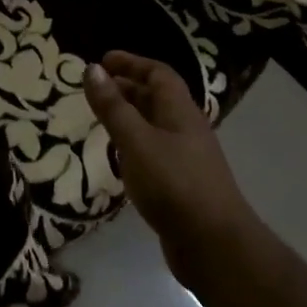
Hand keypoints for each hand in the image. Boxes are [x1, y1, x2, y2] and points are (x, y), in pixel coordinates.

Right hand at [83, 51, 253, 278]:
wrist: (214, 246)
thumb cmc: (173, 184)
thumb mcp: (136, 141)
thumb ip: (113, 107)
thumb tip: (91, 69)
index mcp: (180, 111)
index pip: (158, 73)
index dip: (131, 62)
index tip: (102, 60)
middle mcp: (186, 129)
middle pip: (157, 98)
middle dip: (127, 88)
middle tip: (95, 89)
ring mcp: (187, 158)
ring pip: (155, 126)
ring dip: (129, 117)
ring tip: (101, 120)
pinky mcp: (182, 185)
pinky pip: (155, 152)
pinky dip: (134, 146)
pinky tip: (119, 159)